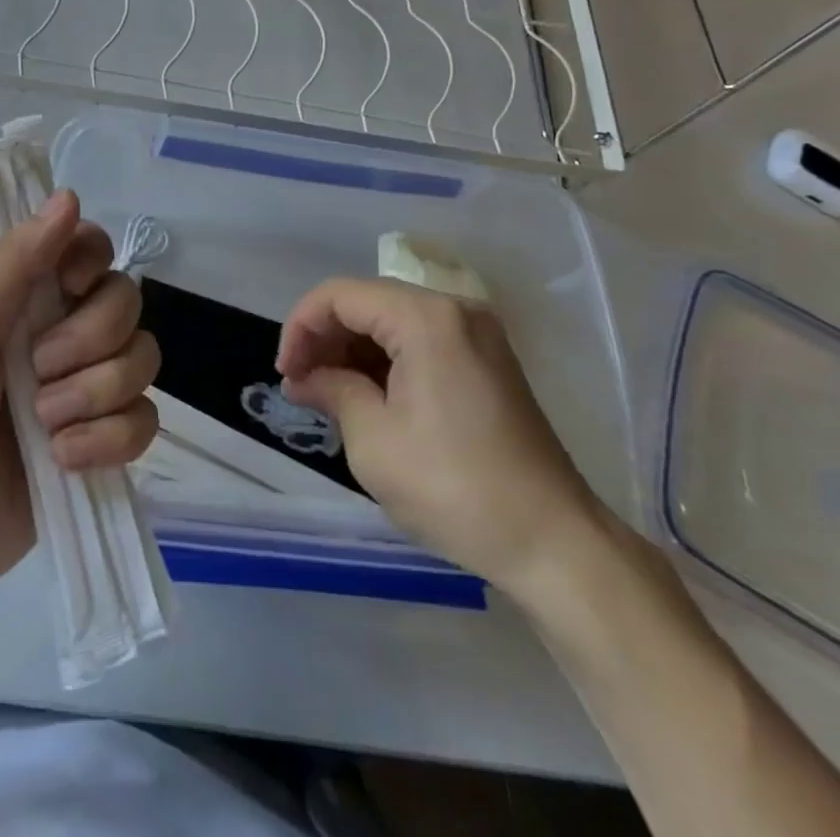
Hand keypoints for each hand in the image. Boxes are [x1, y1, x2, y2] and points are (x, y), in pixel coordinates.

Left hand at [0, 190, 159, 633]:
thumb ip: (10, 266)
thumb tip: (70, 196)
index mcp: (18, 300)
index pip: (87, 248)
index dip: (92, 261)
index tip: (69, 287)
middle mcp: (57, 336)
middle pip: (126, 301)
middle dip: (91, 341)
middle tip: (39, 374)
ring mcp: (80, 394)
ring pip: (143, 360)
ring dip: (99, 395)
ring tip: (46, 429)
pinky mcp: (97, 449)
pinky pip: (144, 422)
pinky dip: (111, 441)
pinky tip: (65, 462)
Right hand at [276, 277, 604, 604]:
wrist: (553, 543)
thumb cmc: (454, 488)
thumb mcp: (374, 441)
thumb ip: (332, 391)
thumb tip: (303, 380)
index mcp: (426, 318)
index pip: (339, 295)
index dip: (300, 327)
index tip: (285, 373)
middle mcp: (454, 310)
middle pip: (367, 302)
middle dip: (326, 338)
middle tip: (302, 386)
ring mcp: (477, 334)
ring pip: (393, 320)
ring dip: (354, 350)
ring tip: (328, 394)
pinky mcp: (488, 360)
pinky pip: (421, 341)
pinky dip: (387, 360)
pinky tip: (367, 396)